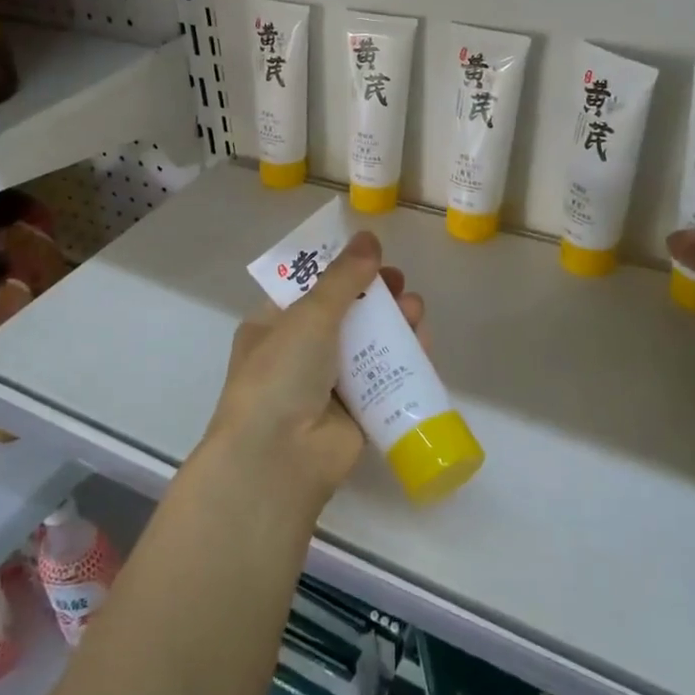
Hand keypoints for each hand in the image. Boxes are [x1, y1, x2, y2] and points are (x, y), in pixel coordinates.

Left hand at [199, 231, 426, 516]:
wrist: (278, 458)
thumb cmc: (281, 374)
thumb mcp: (308, 315)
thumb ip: (343, 277)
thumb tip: (369, 236)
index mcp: (271, 327)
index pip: (308, 289)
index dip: (339, 271)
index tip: (370, 258)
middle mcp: (297, 354)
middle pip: (343, 316)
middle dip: (374, 297)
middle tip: (400, 283)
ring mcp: (326, 385)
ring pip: (367, 345)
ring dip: (393, 324)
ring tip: (416, 309)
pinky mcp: (355, 413)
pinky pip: (383, 378)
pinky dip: (403, 359)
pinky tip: (423, 342)